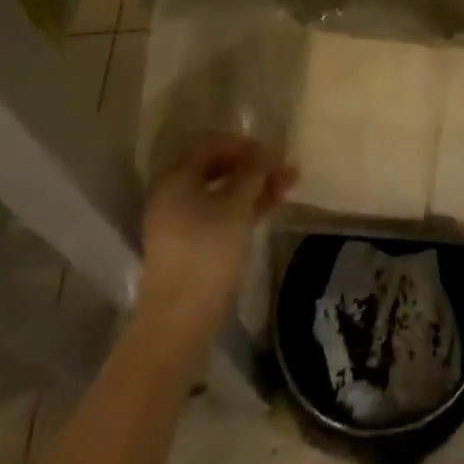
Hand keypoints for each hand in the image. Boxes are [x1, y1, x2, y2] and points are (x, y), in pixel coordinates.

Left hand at [139, 134, 295, 341]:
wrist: (181, 319)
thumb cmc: (208, 251)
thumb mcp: (237, 205)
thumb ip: (253, 172)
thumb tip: (266, 150)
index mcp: (176, 177)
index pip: (211, 143)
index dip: (244, 143)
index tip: (271, 153)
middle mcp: (174, 193)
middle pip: (217, 166)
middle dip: (253, 164)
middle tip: (282, 167)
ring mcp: (182, 220)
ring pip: (222, 190)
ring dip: (254, 184)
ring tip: (288, 183)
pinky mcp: (193, 243)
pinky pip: (220, 212)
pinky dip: (245, 205)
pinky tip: (272, 203)